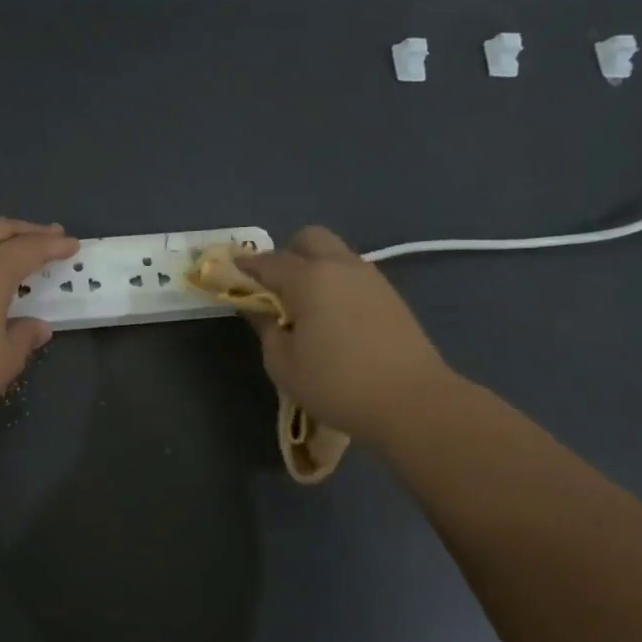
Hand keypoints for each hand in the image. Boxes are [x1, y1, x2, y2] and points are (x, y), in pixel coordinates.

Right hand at [237, 226, 451, 438]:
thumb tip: (258, 307)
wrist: (412, 402)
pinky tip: (333, 319)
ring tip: (305, 309)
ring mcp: (370, 277)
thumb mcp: (283, 364)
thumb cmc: (336, 385)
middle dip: (285, 256)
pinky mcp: (390, 295)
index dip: (244, 268)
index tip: (229, 278)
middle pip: (307, 239)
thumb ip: (265, 327)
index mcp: (308, 278)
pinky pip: (352, 275)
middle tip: (275, 292)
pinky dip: (335, 284)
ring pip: (334, 255)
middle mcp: (340, 266)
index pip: (267, 262)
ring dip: (313, 269)